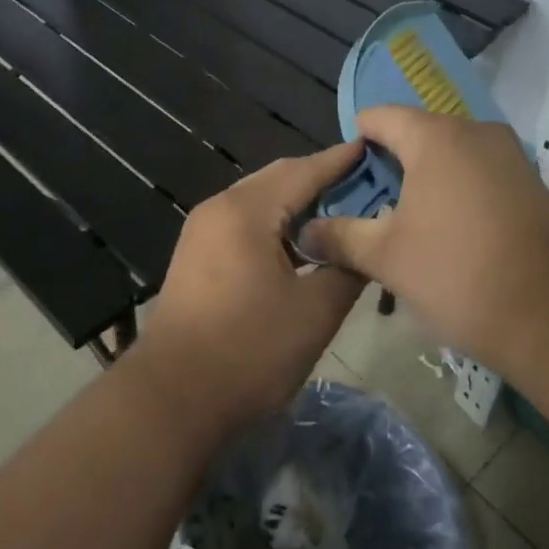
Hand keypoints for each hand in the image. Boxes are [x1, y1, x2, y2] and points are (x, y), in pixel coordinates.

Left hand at [131, 140, 366, 441]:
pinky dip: (277, 224)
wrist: (172, 399)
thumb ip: (347, 267)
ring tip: (342, 213)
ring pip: (261, 201)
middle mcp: (219, 208)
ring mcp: (202, 231)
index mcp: (246, 211)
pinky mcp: (197, 255)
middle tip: (367, 185)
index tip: (376, 149)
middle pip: (279, 179)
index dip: (342, 161)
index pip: (304, 171)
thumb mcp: (315, 311)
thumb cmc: (249, 351)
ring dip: (299, 203)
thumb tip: (366, 244)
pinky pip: (245, 223)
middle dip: (321, 179)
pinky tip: (303, 244)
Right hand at [297, 107, 548, 377]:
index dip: (354, 144)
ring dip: (424, 179)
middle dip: (389, 165)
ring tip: (407, 223)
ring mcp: (508, 154)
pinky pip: (478, 170)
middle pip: (415, 133)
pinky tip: (450, 230)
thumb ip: (339, 236)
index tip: (345, 183)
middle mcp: (474, 130)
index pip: (379, 117)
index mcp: (434, 136)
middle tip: (370, 209)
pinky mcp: (530, 179)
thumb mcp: (385, 257)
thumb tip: (304, 232)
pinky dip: (457, 189)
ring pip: (449, 153)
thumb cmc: (457, 274)